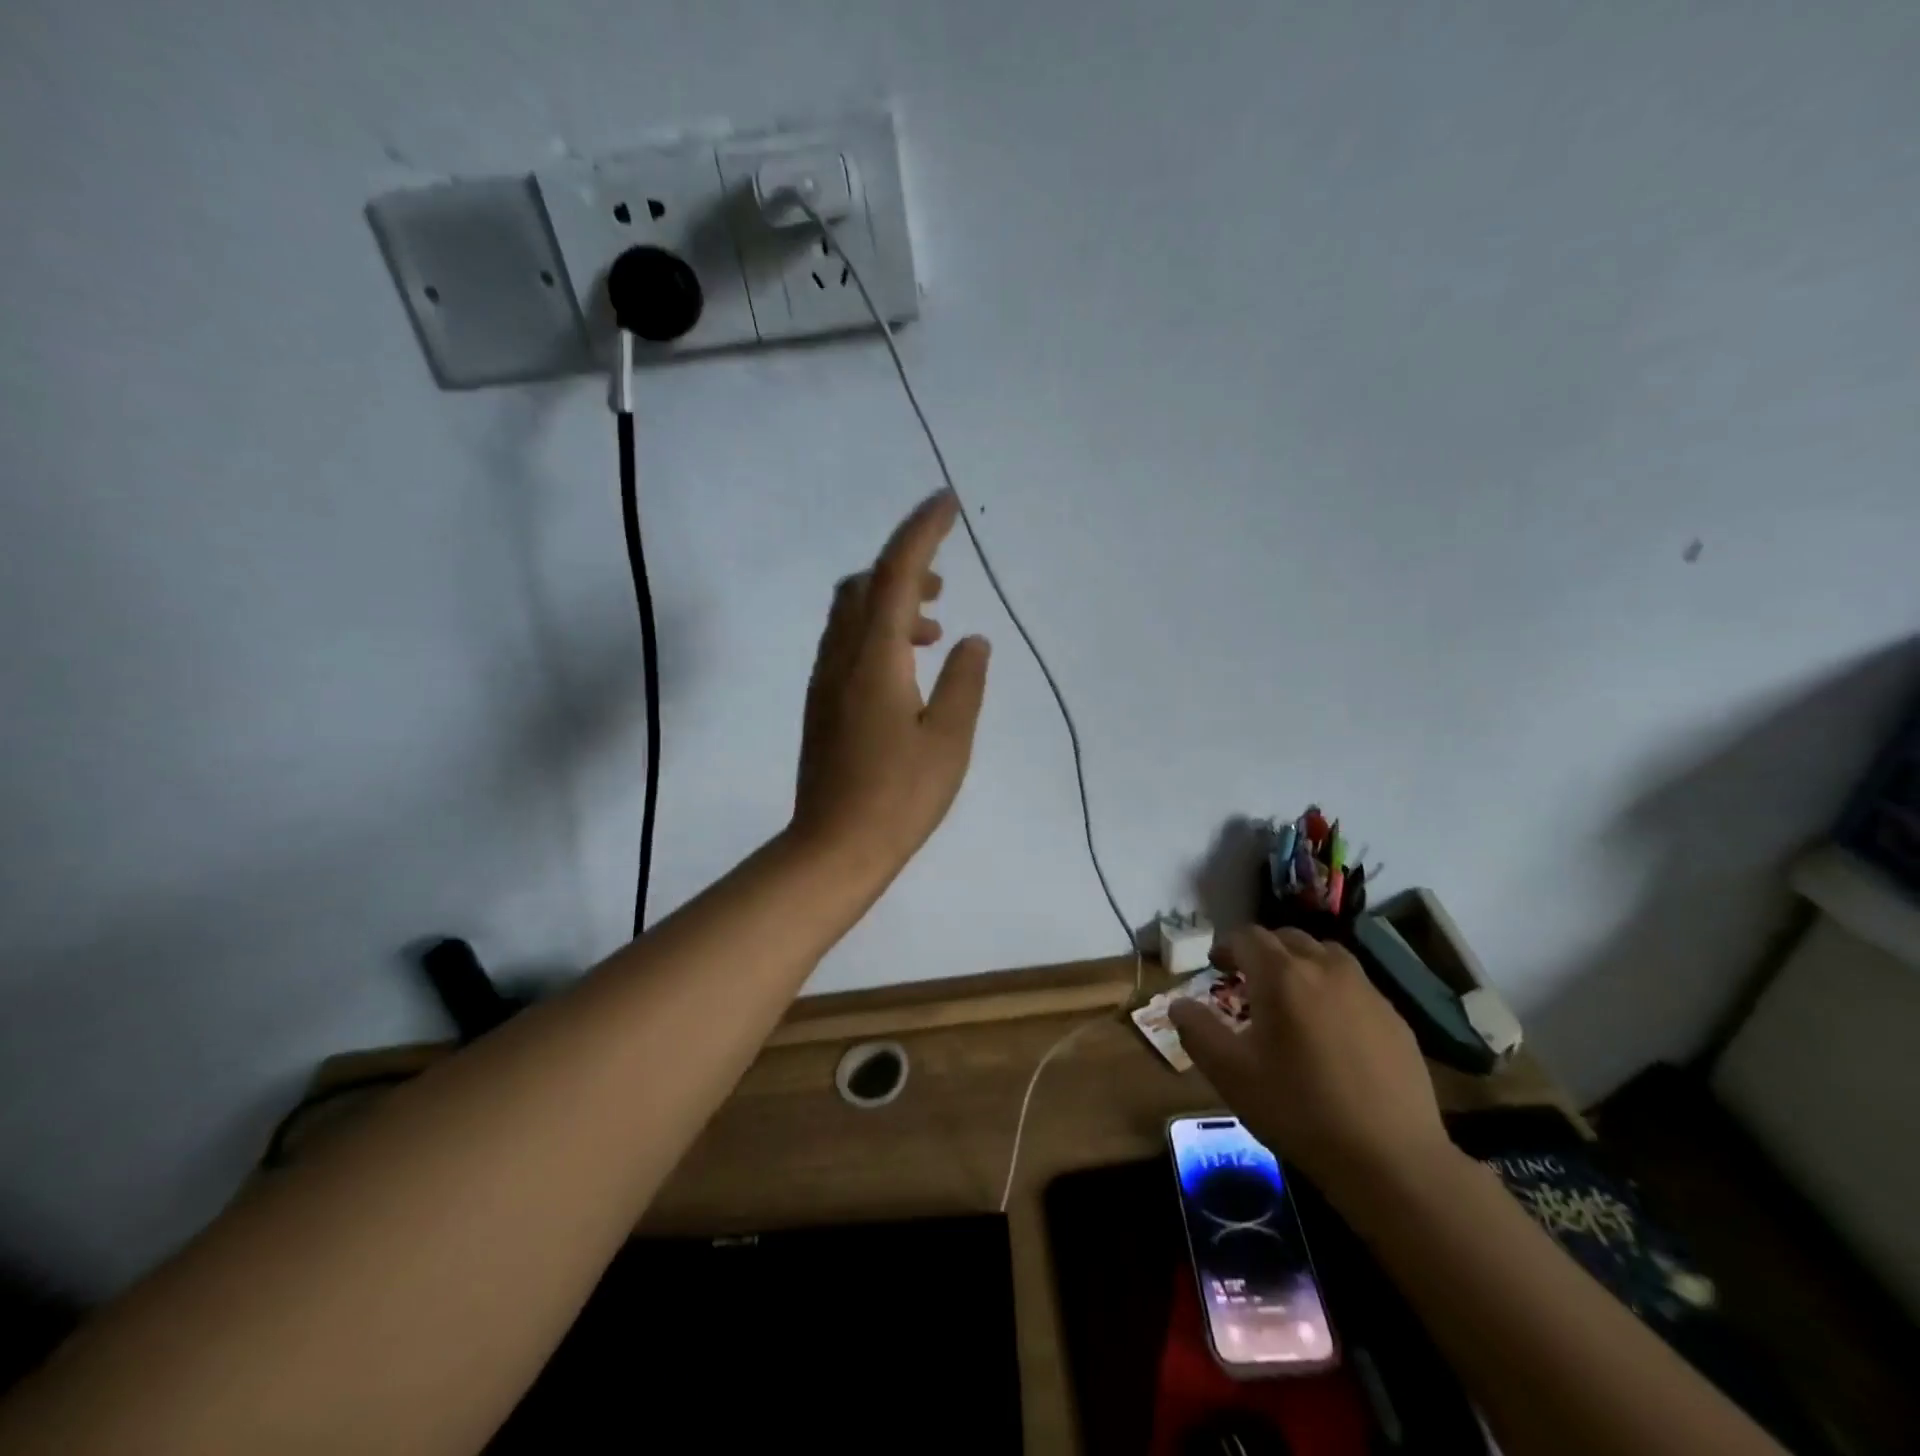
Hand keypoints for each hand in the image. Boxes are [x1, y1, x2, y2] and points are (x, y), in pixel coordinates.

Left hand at [791, 490, 990, 880]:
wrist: (834, 848)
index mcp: (874, 659)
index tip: (946, 502)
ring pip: (851, 613)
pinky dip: (877, 631)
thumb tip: (972, 641)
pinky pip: (846, 642)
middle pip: (864, 584)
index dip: (921, 531)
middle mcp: (841, 658)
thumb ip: (964, 682)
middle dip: (904, 567)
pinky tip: (906, 666)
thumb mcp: (949, 740)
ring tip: (933, 630)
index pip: (895, 574)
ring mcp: (825, 680)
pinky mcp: (822, 703)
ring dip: (890, 602)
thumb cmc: (899, 797)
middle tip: (945, 585)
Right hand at [1169, 927, 1451, 1205]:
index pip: (1248, 937)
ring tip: (1292, 997)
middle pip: (1289, 938)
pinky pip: (1356, 987)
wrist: (1392, 1159)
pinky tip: (1332, 1031)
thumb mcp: (1230, 1073)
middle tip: (1249, 979)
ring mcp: (1367, 992)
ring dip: (1302, 964)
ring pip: (1327, 956)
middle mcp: (1326, 969)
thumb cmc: (1299, 1109)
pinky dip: (1334, 991)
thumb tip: (1179, 1005)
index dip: (1227, 947)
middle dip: (1264, 951)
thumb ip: (1196, 1031)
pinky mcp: (1396, 1019)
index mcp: (1282, 975)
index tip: (1217, 967)